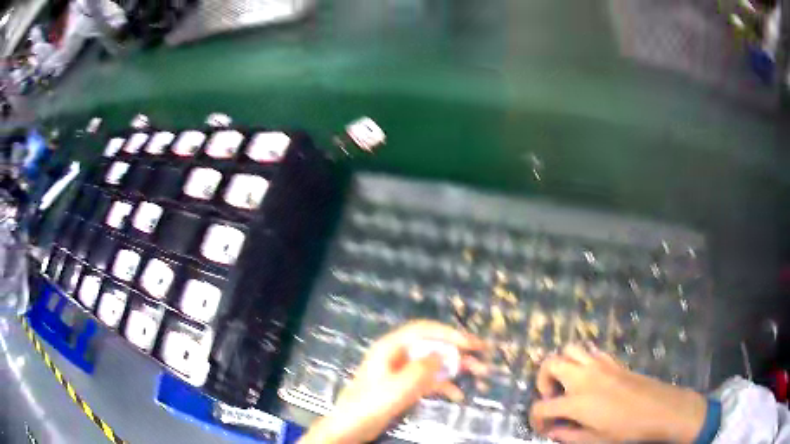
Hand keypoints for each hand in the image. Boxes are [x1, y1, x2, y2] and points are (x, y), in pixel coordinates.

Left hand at [299, 320, 485, 443]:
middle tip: (482, 353)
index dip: (449, 333)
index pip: (424, 330)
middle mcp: (398, 355)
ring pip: (434, 363)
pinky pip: (429, 380)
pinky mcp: (405, 386)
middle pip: (432, 345)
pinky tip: (459, 395)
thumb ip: (421, 369)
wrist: (351, 427)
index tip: (470, 342)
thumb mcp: (397, 387)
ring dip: (456, 367)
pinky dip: (445, 385)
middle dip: (458, 349)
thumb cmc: (370, 404)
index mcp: (391, 347)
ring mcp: (402, 371)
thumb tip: (443, 354)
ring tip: (480, 372)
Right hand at [530, 344, 707, 442]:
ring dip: (561, 365)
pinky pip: (590, 351)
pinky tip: (587, 377)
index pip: (542, 407)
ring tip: (566, 383)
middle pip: (550, 364)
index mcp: (577, 401)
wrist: (659, 409)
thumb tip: (553, 431)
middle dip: (542, 381)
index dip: (535, 419)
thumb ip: (568, 436)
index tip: (542, 428)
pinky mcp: (613, 361)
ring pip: (569, 349)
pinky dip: (581, 359)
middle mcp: (584, 377)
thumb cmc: (626, 429)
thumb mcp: (594, 440)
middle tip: (551, 398)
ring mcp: (599, 365)